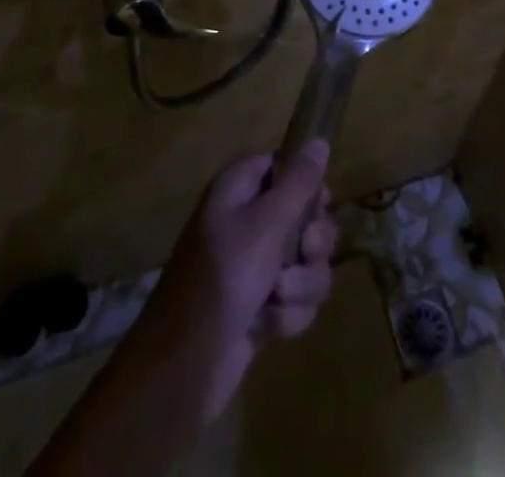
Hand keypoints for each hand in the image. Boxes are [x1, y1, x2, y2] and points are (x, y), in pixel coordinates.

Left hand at [133, 140, 337, 426]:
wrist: (184, 366)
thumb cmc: (223, 278)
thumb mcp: (265, 224)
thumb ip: (298, 183)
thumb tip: (319, 139)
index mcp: (239, 189)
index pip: (283, 166)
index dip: (307, 184)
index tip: (320, 204)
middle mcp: (247, 220)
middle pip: (304, 216)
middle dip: (313, 243)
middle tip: (304, 253)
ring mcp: (254, 266)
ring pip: (307, 262)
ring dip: (302, 284)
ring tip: (278, 298)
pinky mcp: (261, 305)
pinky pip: (296, 298)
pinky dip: (288, 314)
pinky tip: (267, 326)